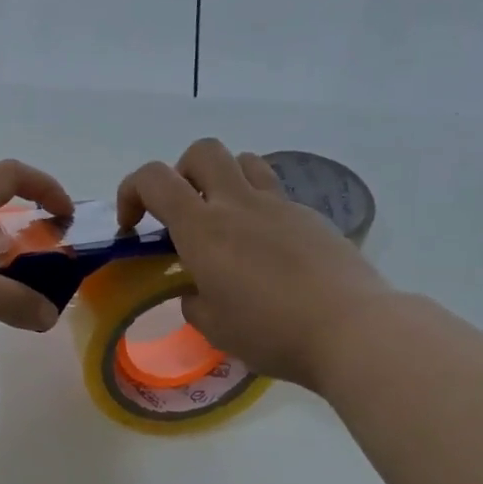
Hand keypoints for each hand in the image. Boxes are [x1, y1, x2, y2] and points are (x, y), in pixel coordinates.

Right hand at [116, 139, 389, 389]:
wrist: (351, 329)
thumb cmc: (271, 332)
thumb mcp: (214, 327)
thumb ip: (194, 301)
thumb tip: (197, 290)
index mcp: (203, 229)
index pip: (154, 179)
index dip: (131, 192)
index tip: (133, 227)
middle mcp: (239, 204)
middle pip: (202, 151)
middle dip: (181, 173)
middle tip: (183, 214)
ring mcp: (280, 206)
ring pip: (244, 161)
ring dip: (224, 181)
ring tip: (226, 223)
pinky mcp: (311, 217)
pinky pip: (276, 195)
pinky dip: (259, 210)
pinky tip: (268, 252)